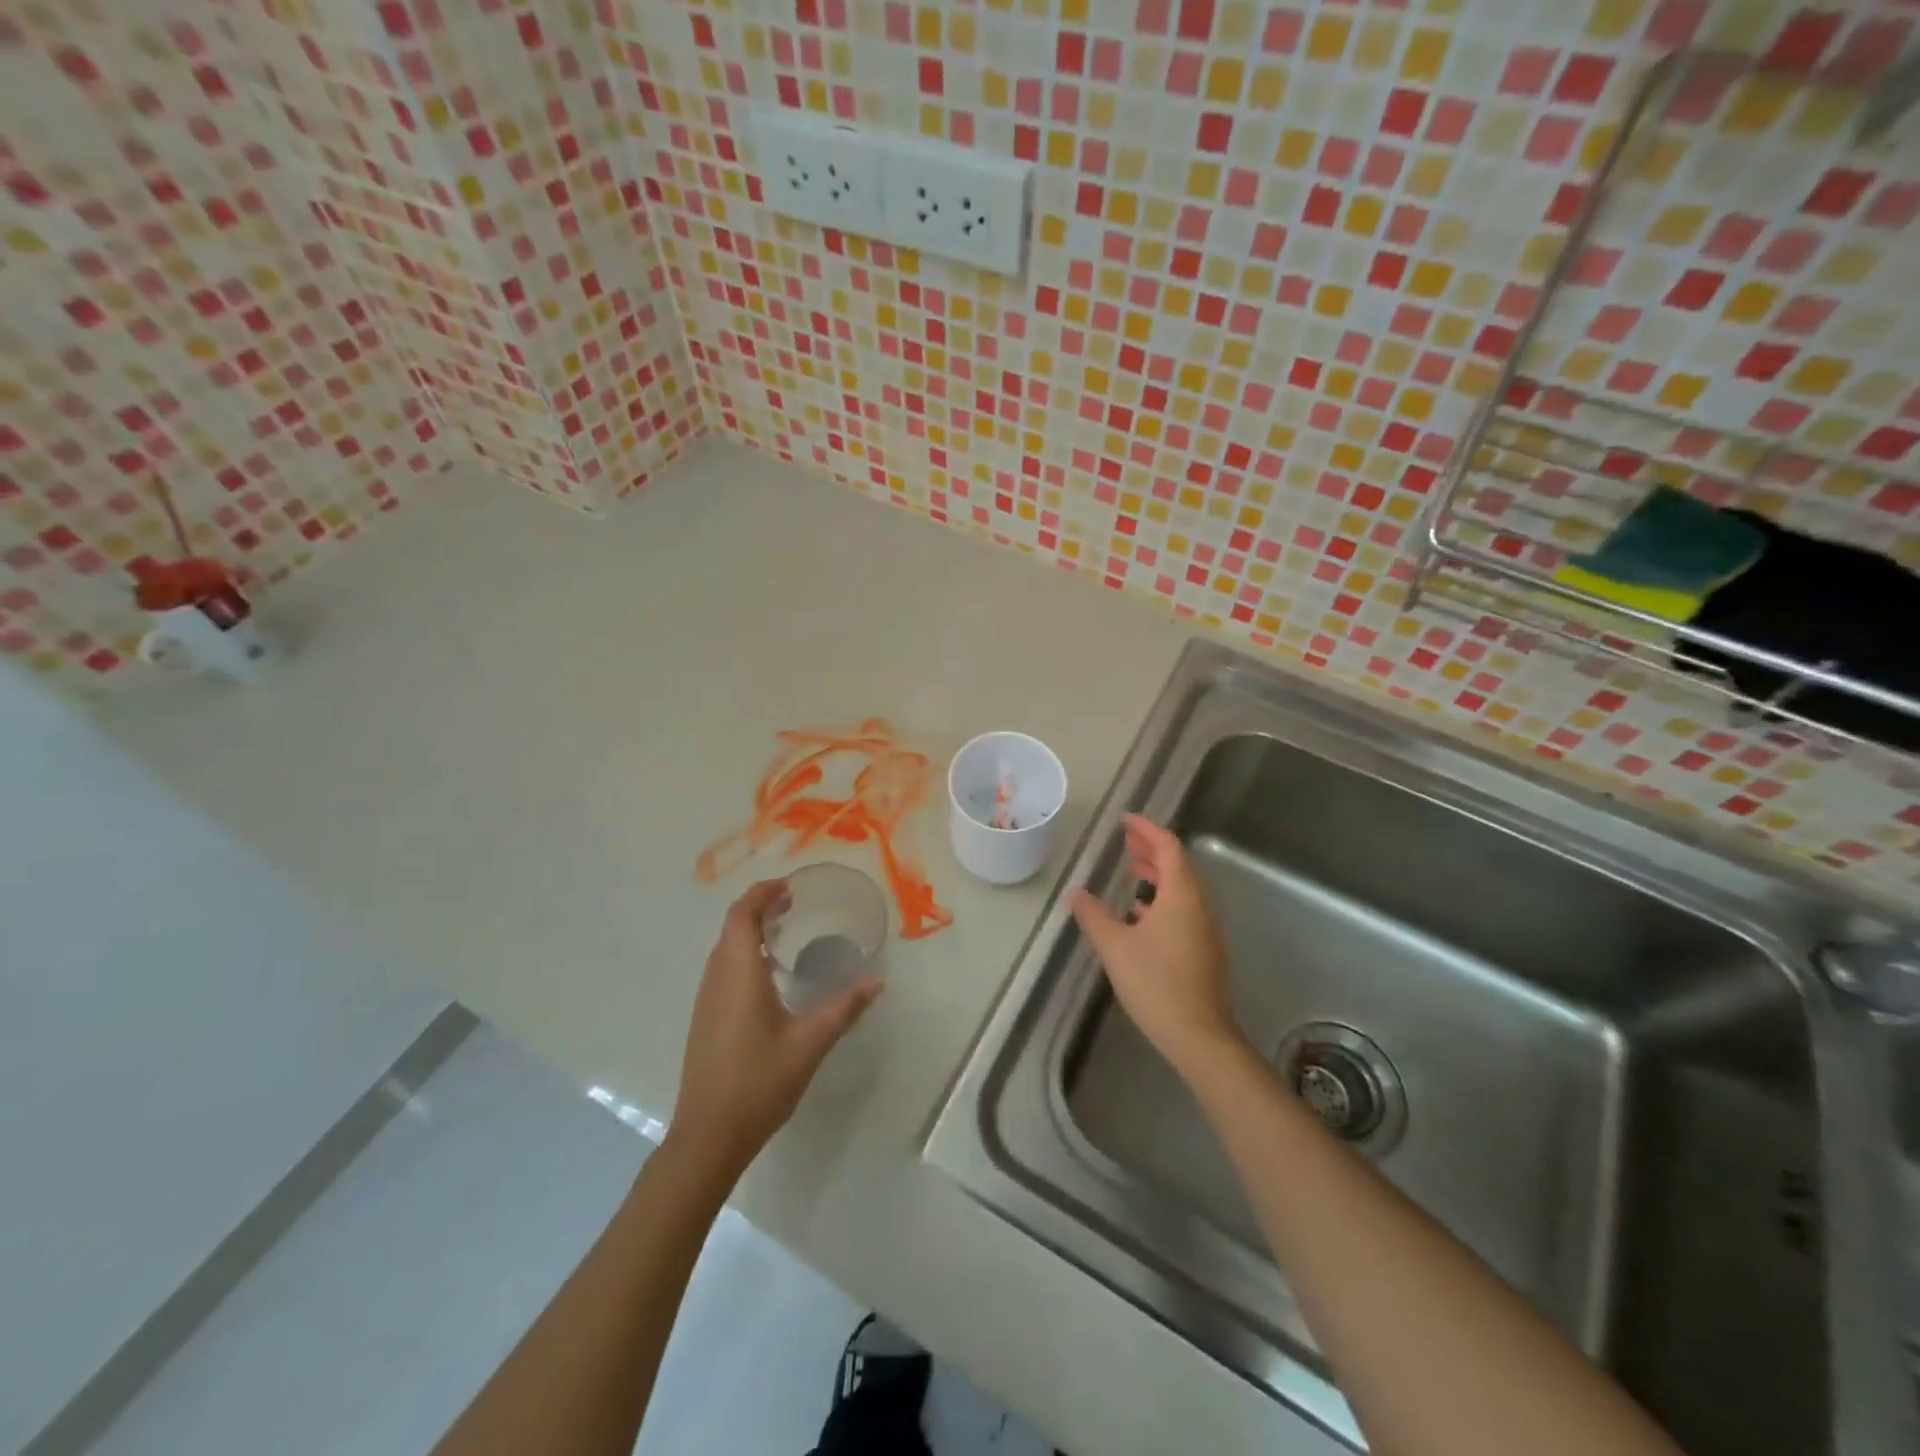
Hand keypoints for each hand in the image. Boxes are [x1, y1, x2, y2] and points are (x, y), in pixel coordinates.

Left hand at [669, 879, 881, 1178]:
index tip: (790, 887)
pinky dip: (742, 955)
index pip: (742, 915)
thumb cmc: (758, 1083)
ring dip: (748, 931)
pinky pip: (722, 970)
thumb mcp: (810, 1043)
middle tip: (794, 906)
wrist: (708, 1137)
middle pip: (731, 927)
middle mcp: (716, 979)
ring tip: (784, 933)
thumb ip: (844, 1008)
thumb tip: (877, 981)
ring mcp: (705, 1001)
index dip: (762, 893)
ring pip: (723, 949)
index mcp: (738, 974)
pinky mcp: (704, 1020)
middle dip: (759, 908)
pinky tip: (768, 978)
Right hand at [1070, 815, 1239, 1079]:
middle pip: (1179, 866)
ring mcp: (1205, 930)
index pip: (1169, 848)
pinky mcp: (1205, 951)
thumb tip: (1075, 893)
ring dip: (1159, 874)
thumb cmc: (1156, 984)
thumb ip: (1093, 916)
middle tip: (1126, 840)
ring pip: (1183, 888)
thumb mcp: (1115, 947)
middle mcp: (1199, 906)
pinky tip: (1142, 913)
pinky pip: (1184, 909)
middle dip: (1152, 849)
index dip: (1147, 830)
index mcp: (1181, 897)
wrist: (1199, 1037)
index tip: (1125, 820)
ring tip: (1134, 870)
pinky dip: (1164, 898)